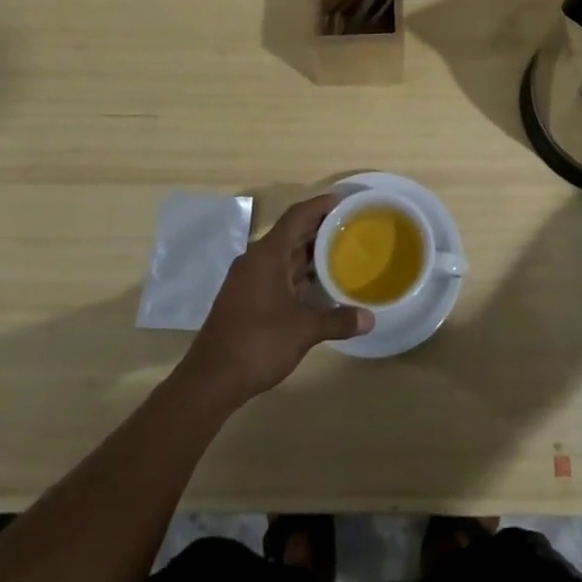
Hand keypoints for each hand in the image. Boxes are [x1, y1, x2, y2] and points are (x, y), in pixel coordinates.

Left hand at [177, 193, 371, 408]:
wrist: (211, 379)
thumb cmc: (258, 342)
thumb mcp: (304, 330)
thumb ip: (337, 320)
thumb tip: (370, 318)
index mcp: (267, 255)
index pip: (296, 216)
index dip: (320, 206)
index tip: (343, 202)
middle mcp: (255, 260)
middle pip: (290, 233)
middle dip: (318, 229)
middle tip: (350, 227)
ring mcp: (248, 280)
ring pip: (283, 256)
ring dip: (308, 253)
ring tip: (340, 252)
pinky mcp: (245, 299)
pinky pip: (276, 274)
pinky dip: (297, 274)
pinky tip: (317, 285)